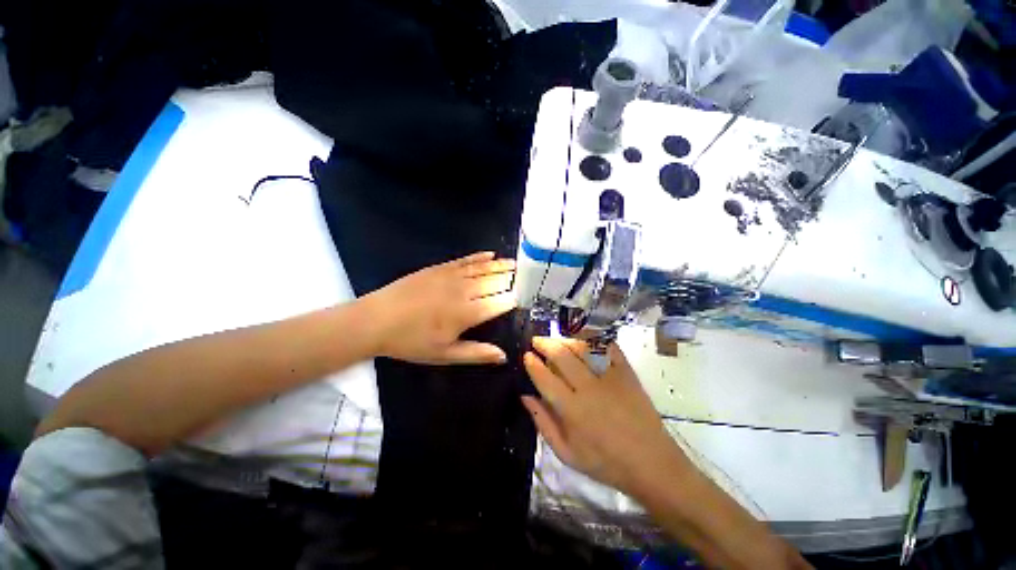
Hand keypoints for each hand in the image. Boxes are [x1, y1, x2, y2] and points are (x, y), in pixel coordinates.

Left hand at [362, 252, 516, 364]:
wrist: (376, 320)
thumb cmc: (411, 342)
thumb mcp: (444, 355)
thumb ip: (476, 353)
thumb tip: (503, 356)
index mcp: (466, 314)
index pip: (498, 303)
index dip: (512, 300)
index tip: (523, 298)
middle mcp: (463, 291)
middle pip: (494, 282)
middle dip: (511, 279)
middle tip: (526, 276)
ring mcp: (451, 276)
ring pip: (483, 269)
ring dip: (501, 266)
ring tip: (515, 264)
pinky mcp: (439, 268)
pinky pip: (464, 260)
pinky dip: (479, 257)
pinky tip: (490, 254)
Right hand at [522, 337, 689, 492]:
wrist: (651, 463)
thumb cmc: (605, 462)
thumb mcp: (566, 454)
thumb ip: (543, 423)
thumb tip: (525, 396)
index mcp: (572, 410)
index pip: (545, 378)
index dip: (533, 364)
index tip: (526, 355)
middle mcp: (588, 388)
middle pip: (561, 356)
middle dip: (545, 344)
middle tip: (536, 340)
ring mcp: (609, 377)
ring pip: (582, 348)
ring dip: (565, 339)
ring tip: (557, 339)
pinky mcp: (626, 372)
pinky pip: (608, 347)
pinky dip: (595, 338)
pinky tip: (585, 337)